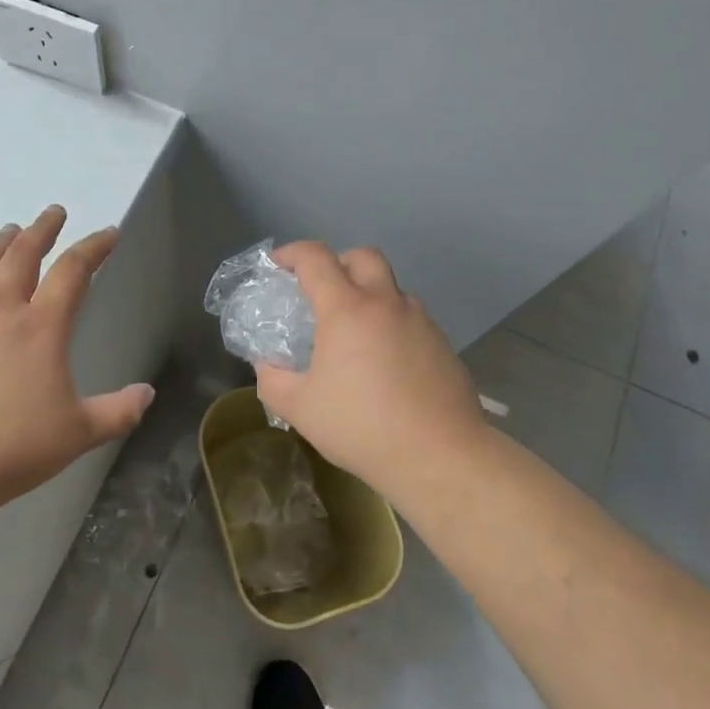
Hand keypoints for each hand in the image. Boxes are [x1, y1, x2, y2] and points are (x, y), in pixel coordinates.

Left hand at [0, 206, 154, 512]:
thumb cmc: (12, 448)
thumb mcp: (79, 433)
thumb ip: (118, 411)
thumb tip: (148, 394)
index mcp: (41, 328)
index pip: (73, 272)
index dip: (94, 247)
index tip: (109, 234)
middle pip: (21, 256)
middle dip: (42, 230)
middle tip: (54, 213)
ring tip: (9, 232)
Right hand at [254, 242, 487, 499]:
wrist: (440, 455)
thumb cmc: (362, 427)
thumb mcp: (300, 408)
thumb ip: (273, 379)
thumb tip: (266, 364)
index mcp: (347, 309)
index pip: (316, 259)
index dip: (293, 253)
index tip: (278, 264)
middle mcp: (386, 303)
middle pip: (364, 256)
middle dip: (339, 262)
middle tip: (323, 291)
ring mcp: (420, 321)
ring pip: (392, 289)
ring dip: (370, 296)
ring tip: (355, 335)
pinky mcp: (443, 344)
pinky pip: (411, 319)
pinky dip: (392, 325)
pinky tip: (386, 364)